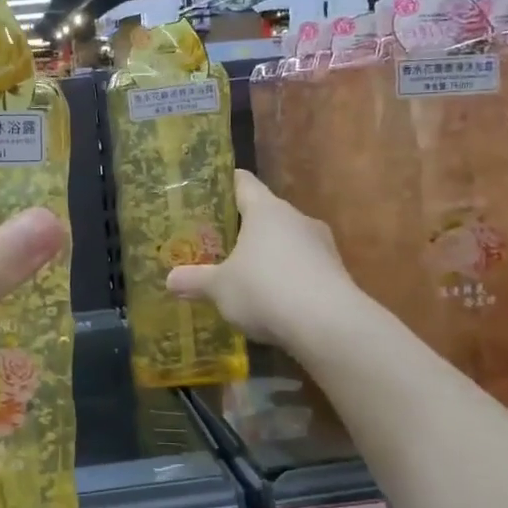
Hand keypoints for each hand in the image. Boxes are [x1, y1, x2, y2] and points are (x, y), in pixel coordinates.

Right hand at [165, 169, 350, 346]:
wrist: (328, 325)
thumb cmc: (264, 290)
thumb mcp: (219, 288)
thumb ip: (194, 281)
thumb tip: (169, 279)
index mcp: (266, 209)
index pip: (243, 182)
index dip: (225, 184)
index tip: (208, 192)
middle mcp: (296, 218)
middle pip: (266, 213)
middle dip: (244, 227)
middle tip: (218, 243)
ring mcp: (322, 245)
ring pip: (287, 241)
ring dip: (269, 255)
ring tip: (245, 275)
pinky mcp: (337, 273)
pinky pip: (304, 268)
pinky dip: (288, 278)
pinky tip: (273, 301)